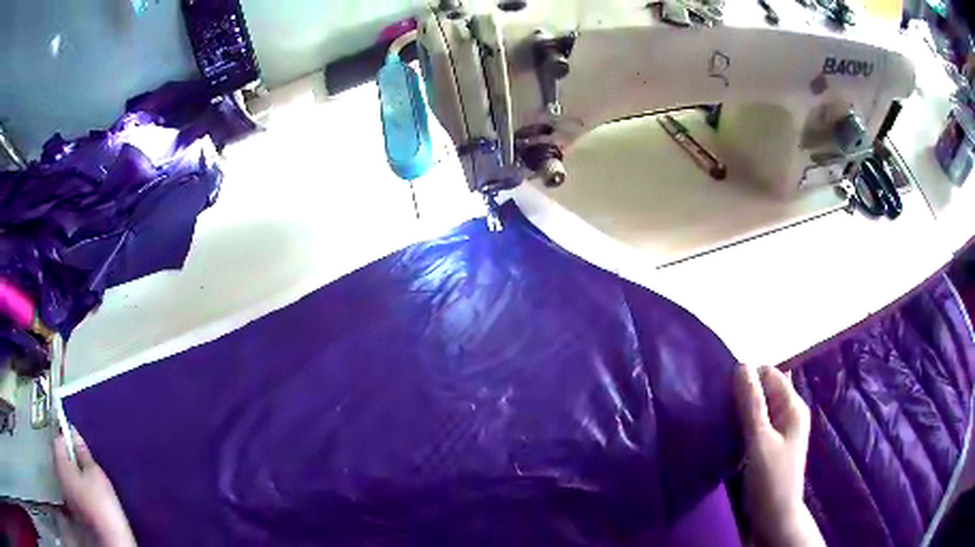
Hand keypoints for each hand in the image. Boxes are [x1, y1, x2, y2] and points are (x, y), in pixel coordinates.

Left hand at [53, 428, 135, 546]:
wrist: (111, 540)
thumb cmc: (102, 504)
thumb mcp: (96, 475)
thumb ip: (83, 453)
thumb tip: (74, 434)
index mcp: (61, 464)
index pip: (58, 439)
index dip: (67, 435)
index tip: (78, 438)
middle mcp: (59, 476)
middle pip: (61, 458)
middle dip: (70, 456)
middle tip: (85, 459)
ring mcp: (66, 495)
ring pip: (66, 475)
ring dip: (74, 472)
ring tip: (88, 477)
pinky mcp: (75, 509)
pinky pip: (72, 489)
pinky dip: (78, 486)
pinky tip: (89, 494)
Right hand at [734, 365, 823, 546]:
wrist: (774, 519)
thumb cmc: (770, 480)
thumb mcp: (759, 441)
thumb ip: (751, 404)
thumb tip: (741, 364)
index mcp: (793, 406)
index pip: (769, 374)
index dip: (747, 377)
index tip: (722, 392)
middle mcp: (789, 413)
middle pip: (764, 390)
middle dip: (741, 395)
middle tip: (717, 408)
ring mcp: (780, 430)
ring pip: (757, 408)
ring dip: (739, 411)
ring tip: (718, 421)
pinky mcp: (769, 445)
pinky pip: (754, 425)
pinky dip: (741, 425)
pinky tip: (726, 435)